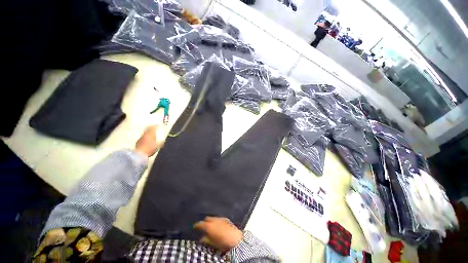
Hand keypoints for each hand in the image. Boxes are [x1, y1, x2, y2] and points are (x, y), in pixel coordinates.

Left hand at [134, 125, 165, 156]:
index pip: (153, 127)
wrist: (139, 153)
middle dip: (151, 129)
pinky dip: (145, 138)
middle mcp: (145, 134)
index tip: (157, 125)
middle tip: (154, 129)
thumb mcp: (158, 146)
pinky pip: (142, 138)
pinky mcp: (138, 142)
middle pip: (148, 129)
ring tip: (151, 135)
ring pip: (145, 133)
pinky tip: (146, 140)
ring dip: (148, 133)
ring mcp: (141, 138)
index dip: (156, 126)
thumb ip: (160, 143)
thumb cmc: (150, 148)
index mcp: (151, 134)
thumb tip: (163, 141)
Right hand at [193, 217, 243, 252]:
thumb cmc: (223, 243)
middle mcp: (214, 220)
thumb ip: (206, 239)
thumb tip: (201, 238)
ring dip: (211, 221)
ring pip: (213, 218)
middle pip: (207, 218)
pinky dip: (216, 221)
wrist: (235, 239)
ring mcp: (220, 218)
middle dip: (204, 222)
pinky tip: (218, 226)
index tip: (195, 227)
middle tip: (203, 227)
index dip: (197, 225)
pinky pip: (219, 218)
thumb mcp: (212, 243)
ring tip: (210, 226)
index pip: (200, 224)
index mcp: (209, 226)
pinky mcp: (226, 219)